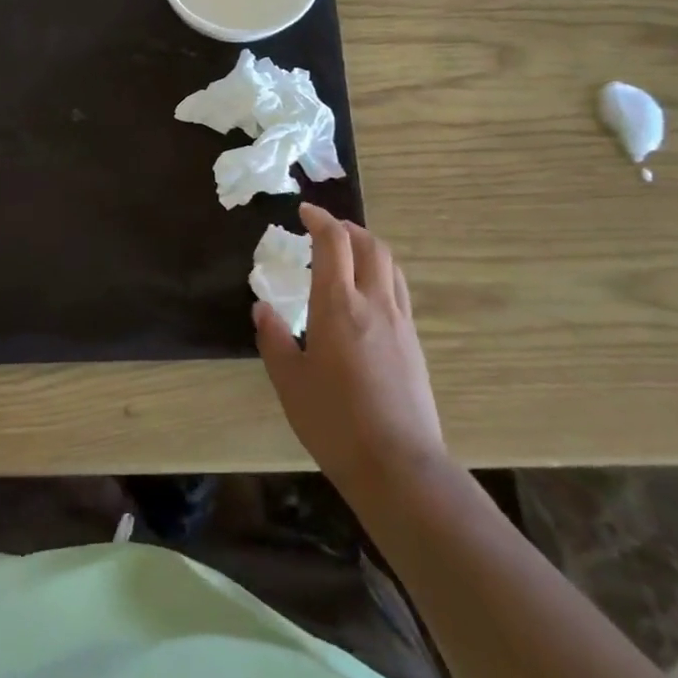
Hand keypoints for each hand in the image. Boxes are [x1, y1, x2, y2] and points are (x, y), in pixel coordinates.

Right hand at [254, 204, 443, 495]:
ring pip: (390, 265)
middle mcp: (373, 303)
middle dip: (348, 228)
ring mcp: (400, 322)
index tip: (304, 211)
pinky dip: (381, 275)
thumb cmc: (334, 422)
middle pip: (370, 245)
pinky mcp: (414, 343)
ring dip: (368, 248)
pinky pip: (398, 291)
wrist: (399, 466)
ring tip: (348, 255)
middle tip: (326, 229)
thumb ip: (274, 339)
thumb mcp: (289, 382)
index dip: (320, 219)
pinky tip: (366, 297)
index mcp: (337, 305)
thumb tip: (262, 308)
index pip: (333, 243)